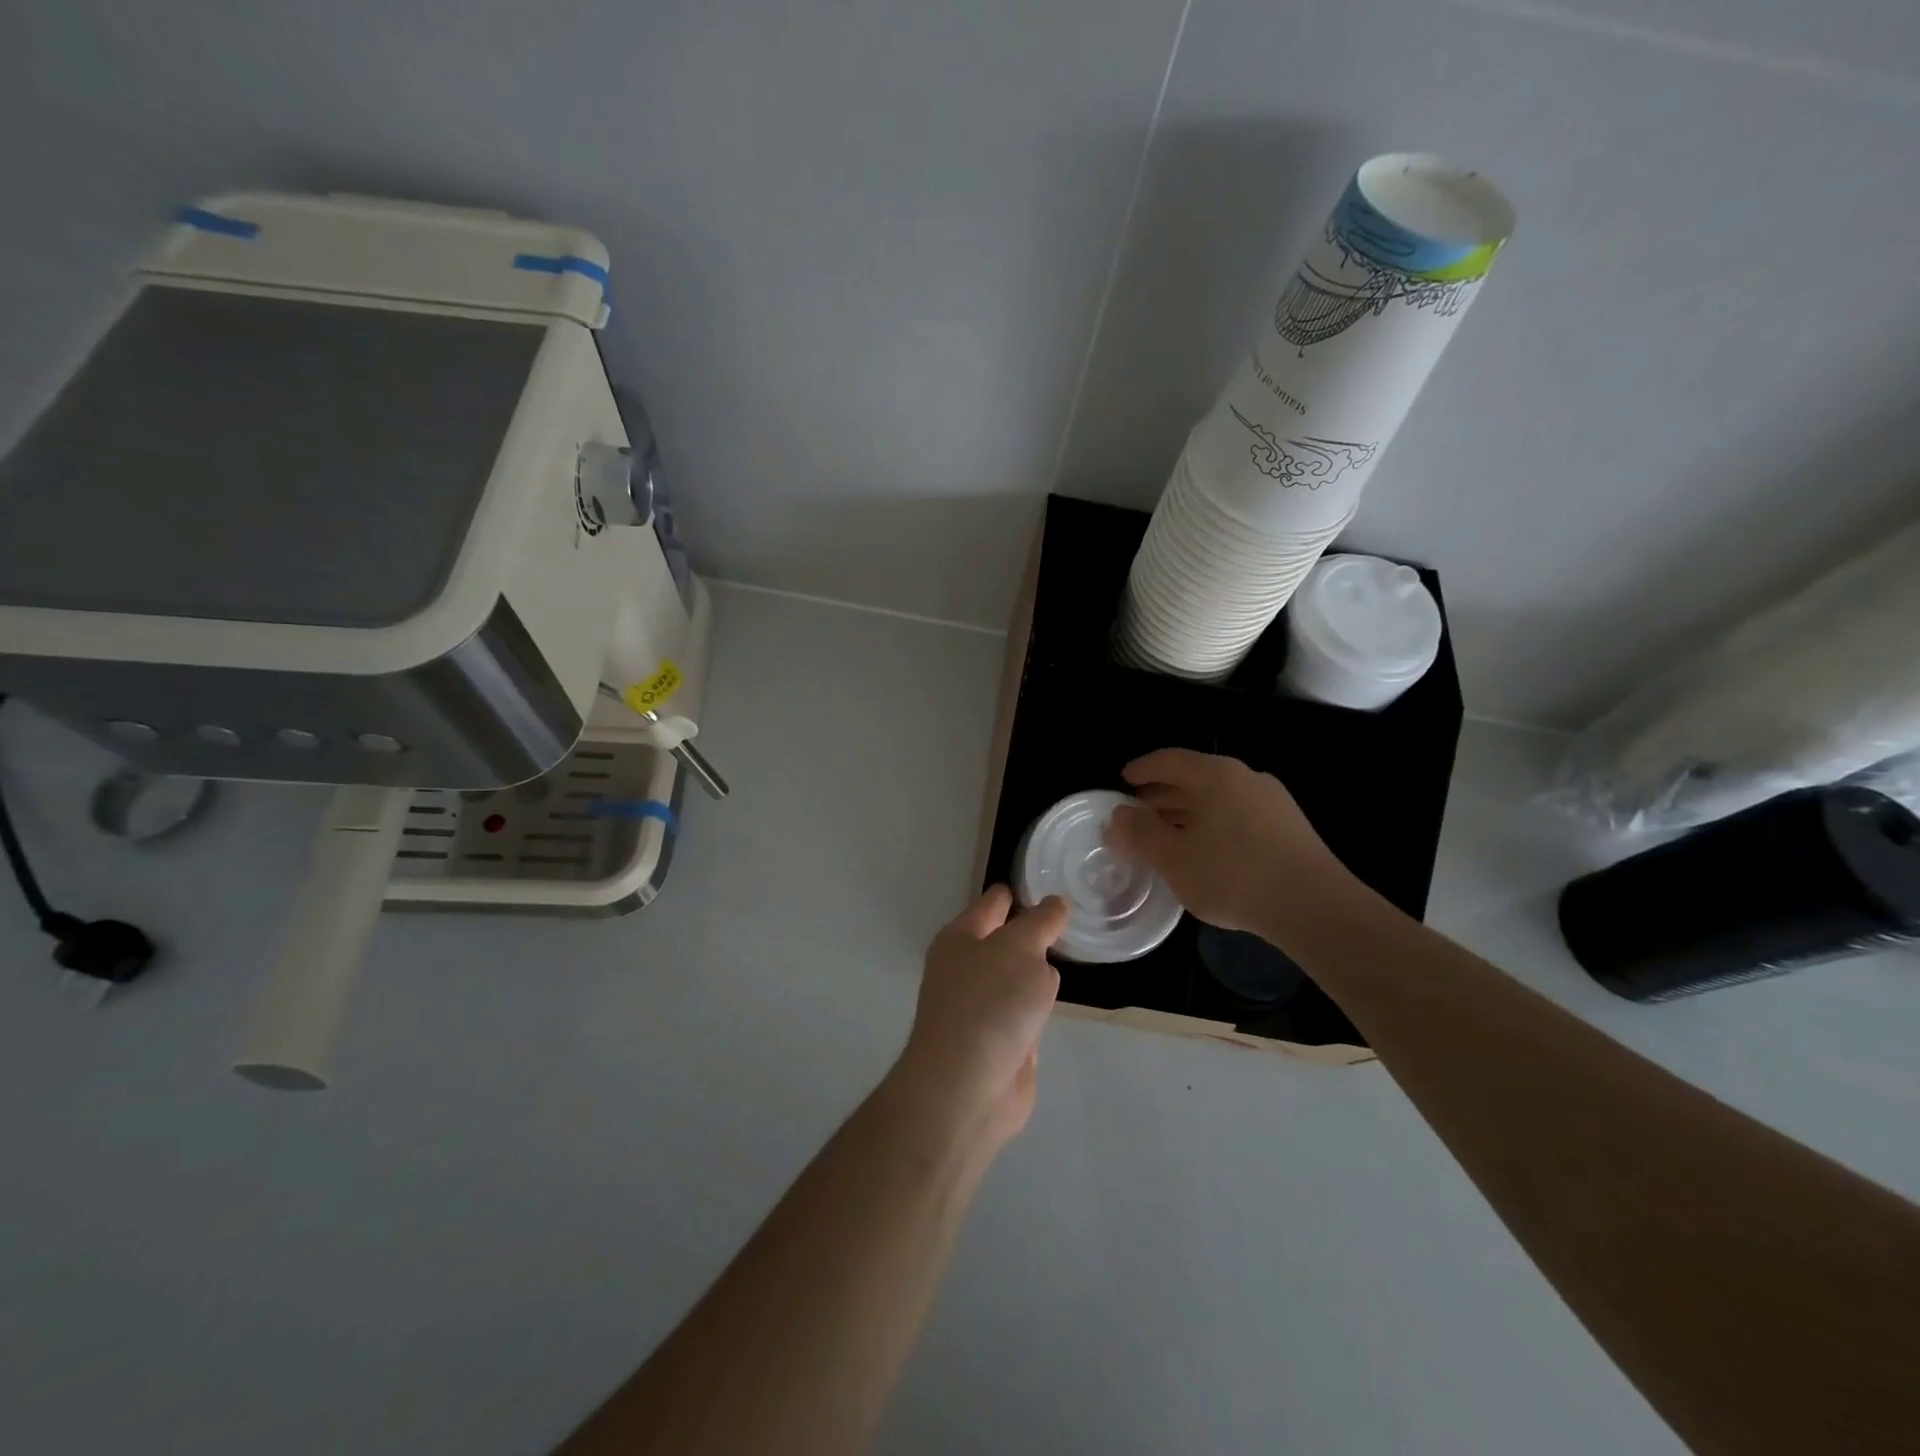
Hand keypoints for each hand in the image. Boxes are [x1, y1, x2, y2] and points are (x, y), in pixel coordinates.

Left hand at [897, 886, 1065, 1149]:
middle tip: (1065, 919)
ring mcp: (981, 1008)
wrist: (967, 1087)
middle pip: (1004, 941)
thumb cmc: (990, 1003)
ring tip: (1065, 955)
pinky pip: (1024, 1013)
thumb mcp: (1021, 948)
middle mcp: (966, 969)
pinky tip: (1052, 1006)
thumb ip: (1041, 923)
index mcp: (961, 938)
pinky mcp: (998, 1042)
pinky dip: (1037, 1010)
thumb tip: (1055, 904)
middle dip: (1030, 933)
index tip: (1040, 883)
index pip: (991, 905)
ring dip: (1036, 973)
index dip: (1013, 894)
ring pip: (1016, 978)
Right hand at [1106, 748, 1354, 939]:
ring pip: (1217, 797)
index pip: (1169, 759)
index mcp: (1215, 775)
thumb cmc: (1233, 875)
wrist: (1314, 907)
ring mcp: (1272, 801)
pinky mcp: (1288, 826)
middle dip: (1162, 793)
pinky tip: (1205, 850)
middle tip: (1138, 811)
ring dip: (1187, 810)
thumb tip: (1117, 815)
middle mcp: (1245, 777)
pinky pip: (1237, 813)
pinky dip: (1212, 823)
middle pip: (1194, 776)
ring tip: (1167, 833)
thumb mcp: (1174, 858)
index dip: (1142, 769)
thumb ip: (1140, 833)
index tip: (1123, 780)